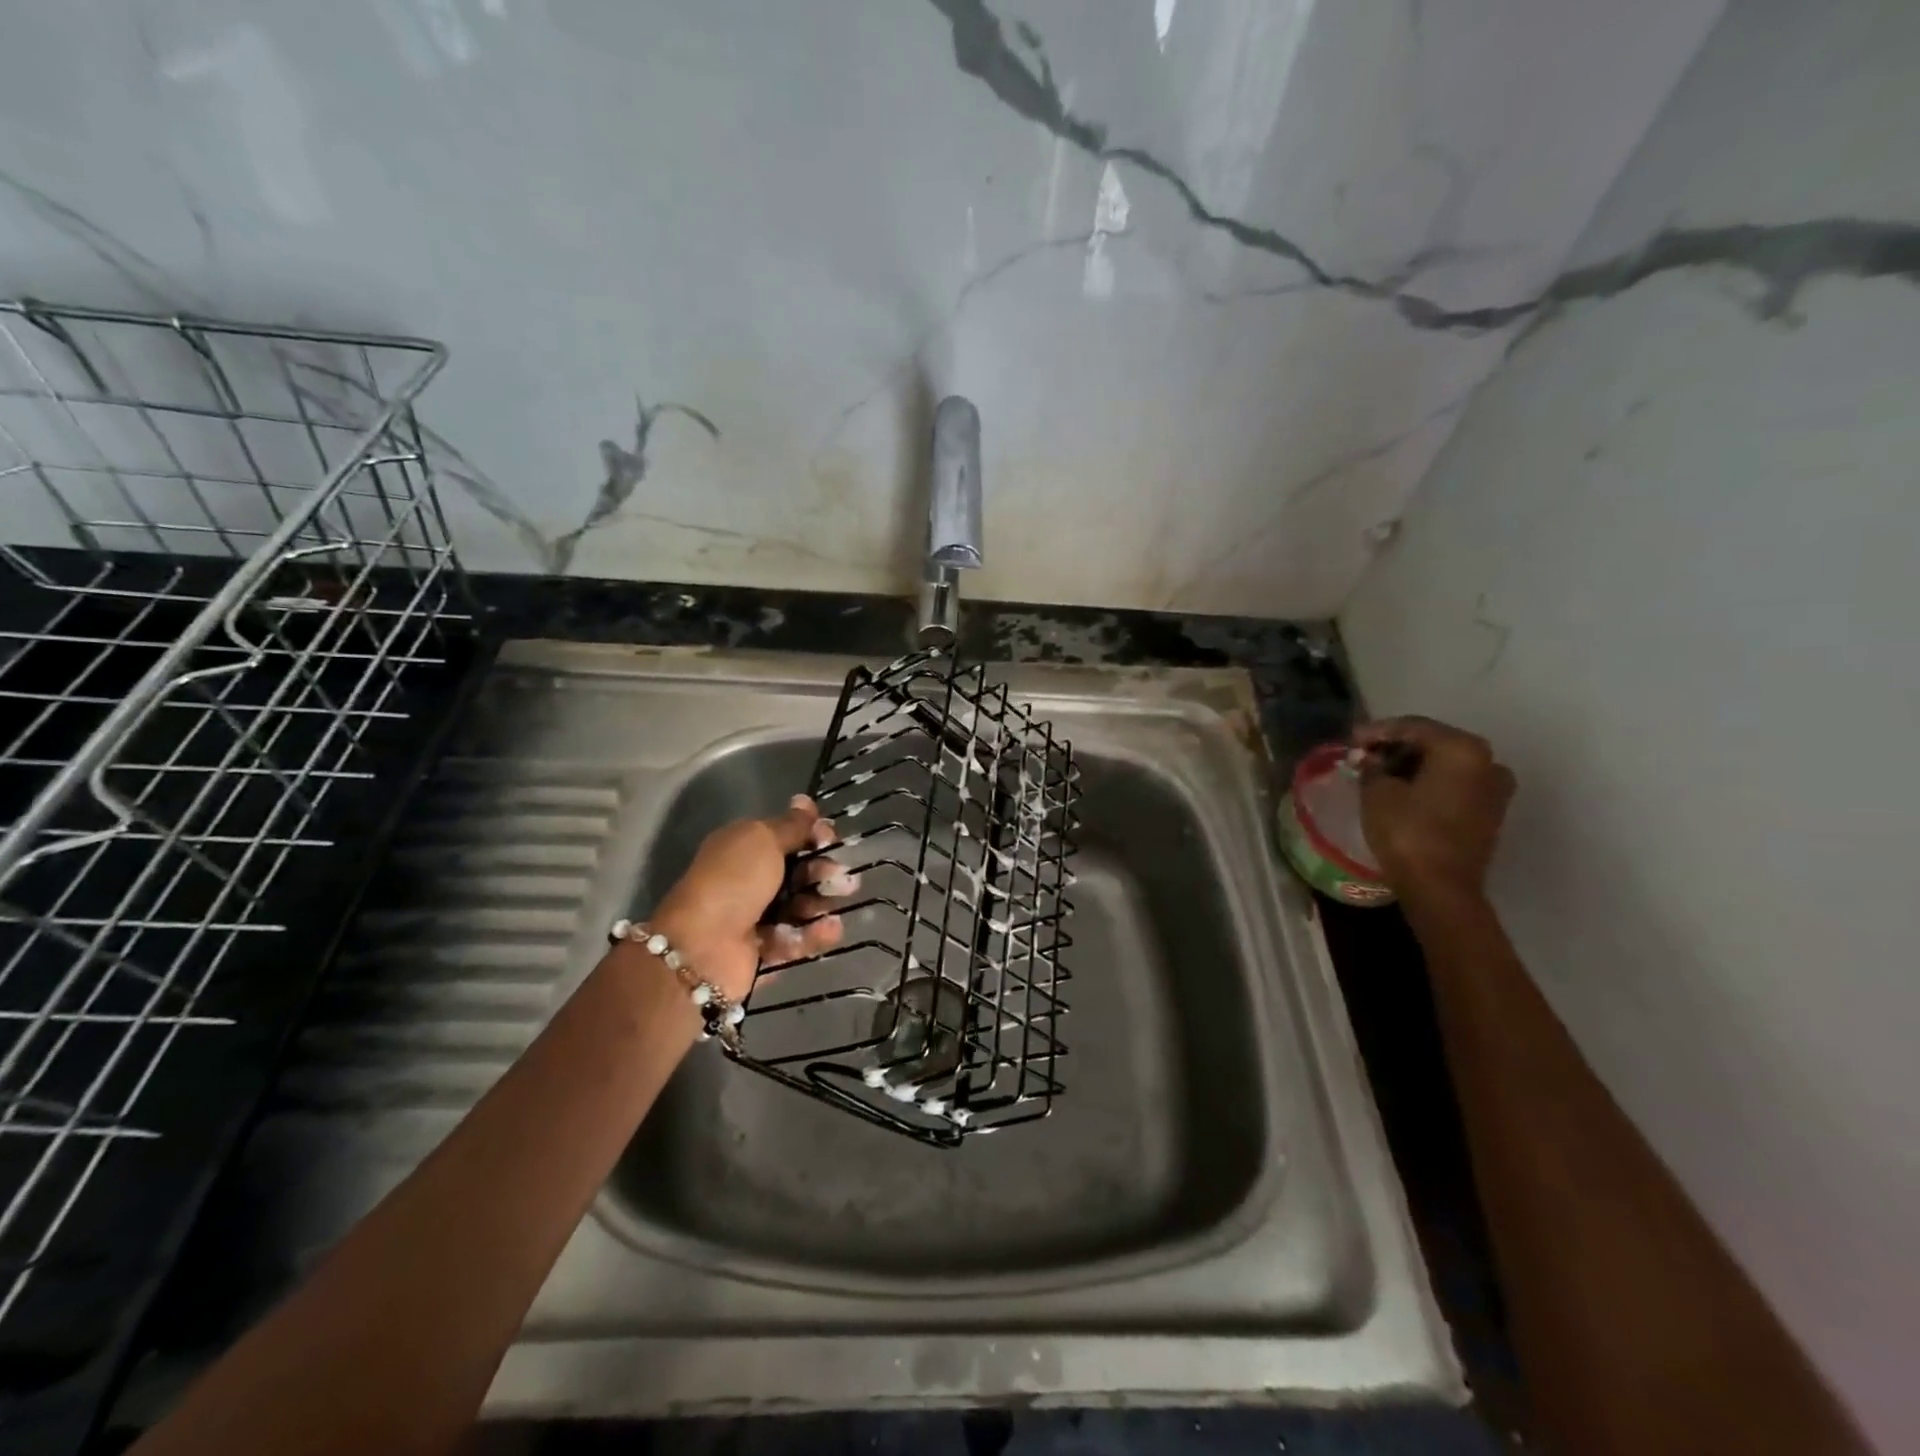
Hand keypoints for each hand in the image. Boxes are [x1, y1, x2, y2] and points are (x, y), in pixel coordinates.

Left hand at [647, 794, 852, 1001]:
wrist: (703, 948)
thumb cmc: (734, 882)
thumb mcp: (763, 840)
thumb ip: (791, 824)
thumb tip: (805, 800)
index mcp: (743, 848)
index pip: (786, 836)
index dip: (812, 835)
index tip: (831, 838)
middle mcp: (749, 880)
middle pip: (798, 872)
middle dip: (823, 872)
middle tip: (841, 877)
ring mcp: (756, 917)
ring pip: (801, 907)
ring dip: (822, 904)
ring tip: (835, 905)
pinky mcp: (765, 951)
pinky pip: (796, 939)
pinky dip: (814, 934)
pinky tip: (829, 929)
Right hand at [1352, 716, 1514, 906]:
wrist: (1441, 888)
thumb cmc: (1407, 832)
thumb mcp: (1377, 792)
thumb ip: (1371, 766)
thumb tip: (1369, 759)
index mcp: (1462, 749)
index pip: (1412, 726)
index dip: (1376, 730)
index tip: (1350, 740)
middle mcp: (1488, 761)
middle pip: (1433, 742)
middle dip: (1395, 746)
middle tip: (1363, 754)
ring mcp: (1494, 788)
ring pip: (1444, 764)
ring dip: (1411, 765)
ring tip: (1377, 773)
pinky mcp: (1489, 812)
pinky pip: (1454, 784)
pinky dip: (1427, 781)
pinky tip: (1400, 789)